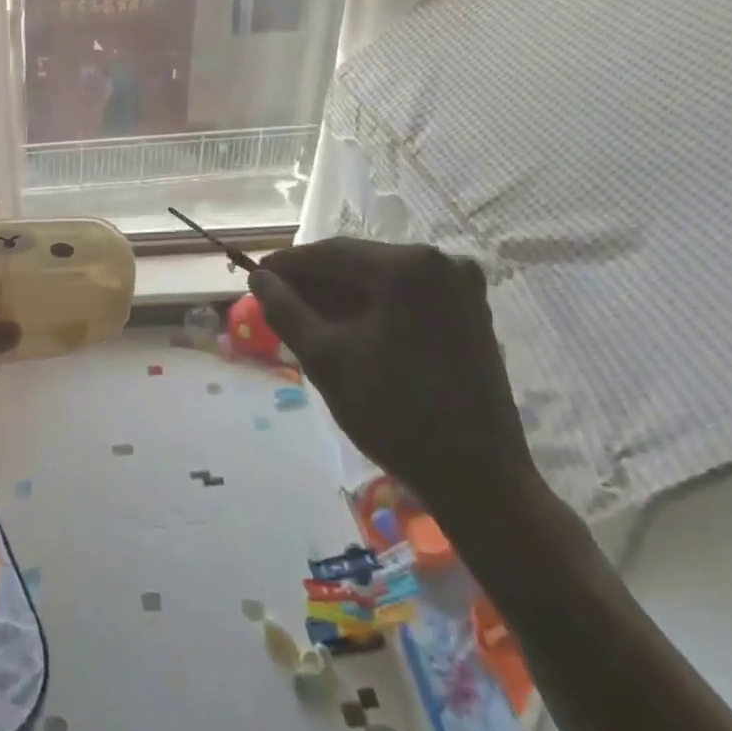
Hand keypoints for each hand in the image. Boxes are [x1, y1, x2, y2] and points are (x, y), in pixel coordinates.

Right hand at [250, 238, 539, 534]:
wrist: (477, 477)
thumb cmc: (395, 414)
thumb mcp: (326, 359)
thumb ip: (285, 310)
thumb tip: (258, 278)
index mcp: (406, 266)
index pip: (330, 254)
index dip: (287, 265)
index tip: (254, 277)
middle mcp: (439, 262)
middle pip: (358, 263)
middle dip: (315, 283)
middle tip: (276, 303)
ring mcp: (459, 286)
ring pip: (381, 280)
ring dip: (342, 296)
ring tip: (305, 320)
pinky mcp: (469, 311)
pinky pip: (406, 296)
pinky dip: (373, 307)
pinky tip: (347, 329)